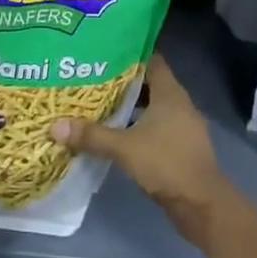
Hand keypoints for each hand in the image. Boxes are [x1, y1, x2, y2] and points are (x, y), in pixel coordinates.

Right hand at [50, 54, 233, 240]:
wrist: (202, 205)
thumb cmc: (166, 164)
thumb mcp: (124, 148)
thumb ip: (91, 135)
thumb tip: (54, 126)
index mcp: (170, 94)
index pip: (151, 61)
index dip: (130, 54)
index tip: (104, 52)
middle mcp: (179, 104)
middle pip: (149, 84)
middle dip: (123, 81)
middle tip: (93, 78)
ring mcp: (182, 127)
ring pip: (152, 107)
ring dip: (130, 106)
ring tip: (99, 103)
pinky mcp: (181, 147)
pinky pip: (156, 127)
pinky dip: (137, 126)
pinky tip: (116, 133)